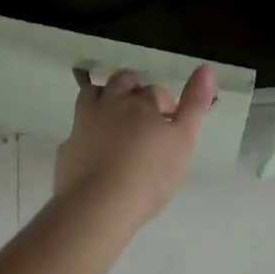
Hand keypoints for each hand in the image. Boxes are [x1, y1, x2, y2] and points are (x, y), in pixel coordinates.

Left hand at [55, 64, 217, 228]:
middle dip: (135, 89)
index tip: (173, 124)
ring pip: (92, 94)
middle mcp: (110, 104)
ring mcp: (84, 123)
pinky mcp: (67, 146)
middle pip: (122, 82)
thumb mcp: (184, 139)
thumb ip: (196, 104)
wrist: (98, 206)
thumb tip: (206, 67)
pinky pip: (76, 127)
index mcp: (141, 103)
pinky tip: (95, 148)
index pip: (156, 92)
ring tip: (117, 118)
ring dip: (105, 97)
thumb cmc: (149, 175)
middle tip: (145, 112)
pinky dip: (87, 130)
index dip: (166, 104)